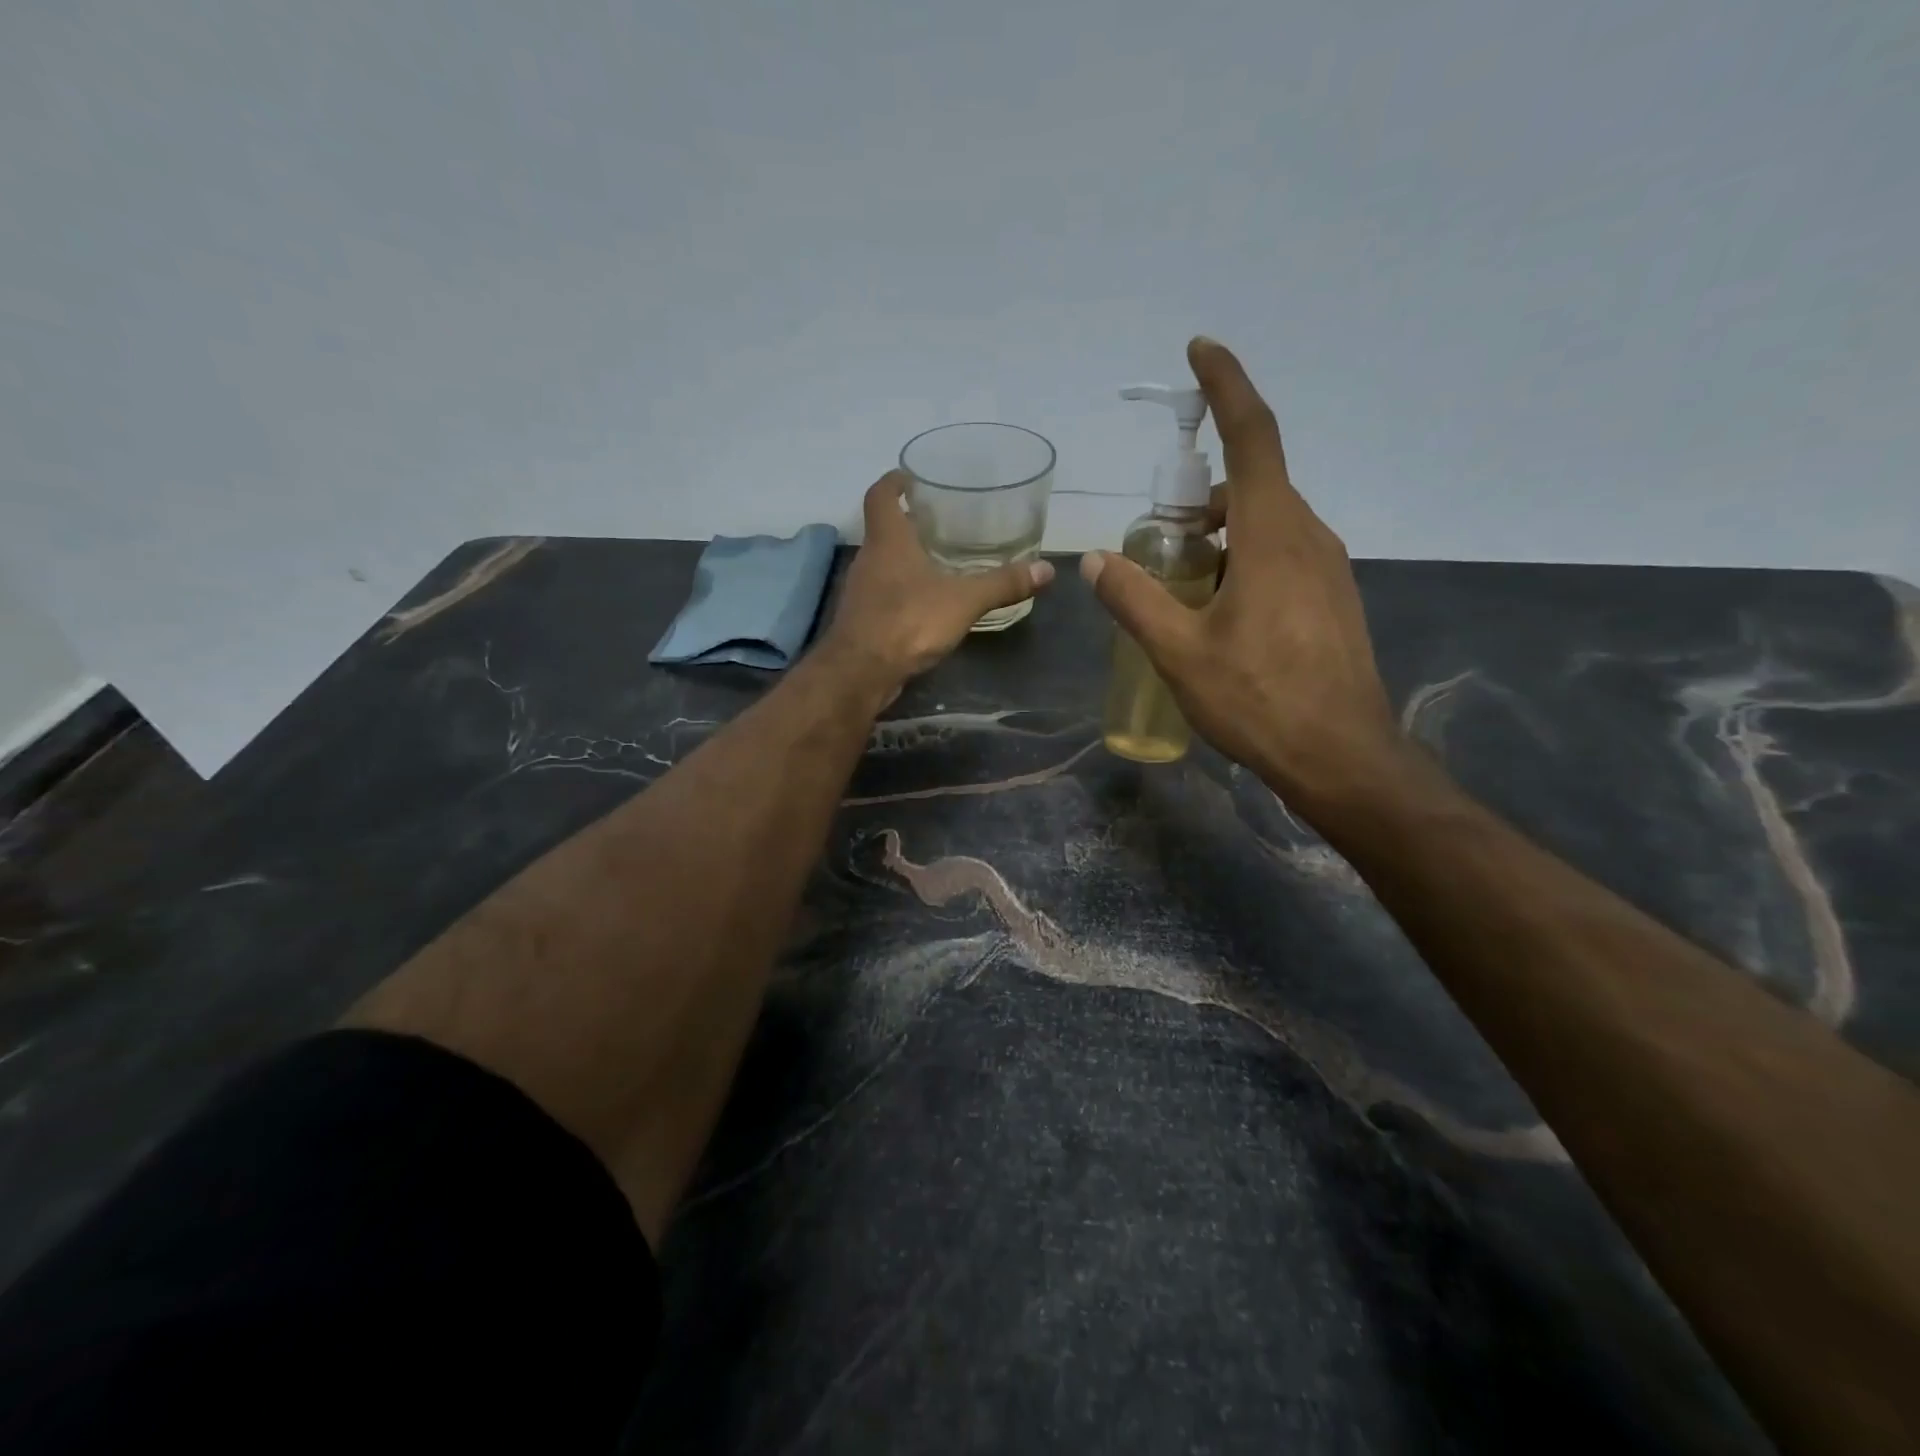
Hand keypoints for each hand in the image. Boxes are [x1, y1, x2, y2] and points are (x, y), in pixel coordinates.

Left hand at [822, 470, 1055, 687]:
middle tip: (941, 520)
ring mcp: (862, 590)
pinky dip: (903, 589)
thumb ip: (1002, 584)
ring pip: (884, 563)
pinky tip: (927, 602)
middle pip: (884, 529)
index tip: (912, 477)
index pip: (880, 495)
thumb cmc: (908, 621)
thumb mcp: (964, 600)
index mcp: (888, 539)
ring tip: (940, 559)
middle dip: (909, 521)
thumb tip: (1046, 570)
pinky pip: (884, 593)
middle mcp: (869, 558)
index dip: (894, 481)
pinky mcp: (862, 619)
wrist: (861, 672)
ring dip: (906, 558)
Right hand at [1081, 337, 1407, 809]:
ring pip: (1267, 523)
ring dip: (1220, 535)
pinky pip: (1283, 554)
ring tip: (1182, 586)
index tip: (1201, 350)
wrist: (1342, 756)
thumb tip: (1094, 560)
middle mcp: (1308, 536)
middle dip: (1202, 495)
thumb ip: (1134, 600)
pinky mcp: (1332, 597)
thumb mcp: (1179, 652)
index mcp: (1273, 534)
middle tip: (1159, 538)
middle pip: (1253, 483)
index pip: (1252, 435)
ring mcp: (1327, 567)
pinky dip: (1243, 560)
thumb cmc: (1259, 700)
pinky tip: (1219, 612)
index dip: (1226, 385)